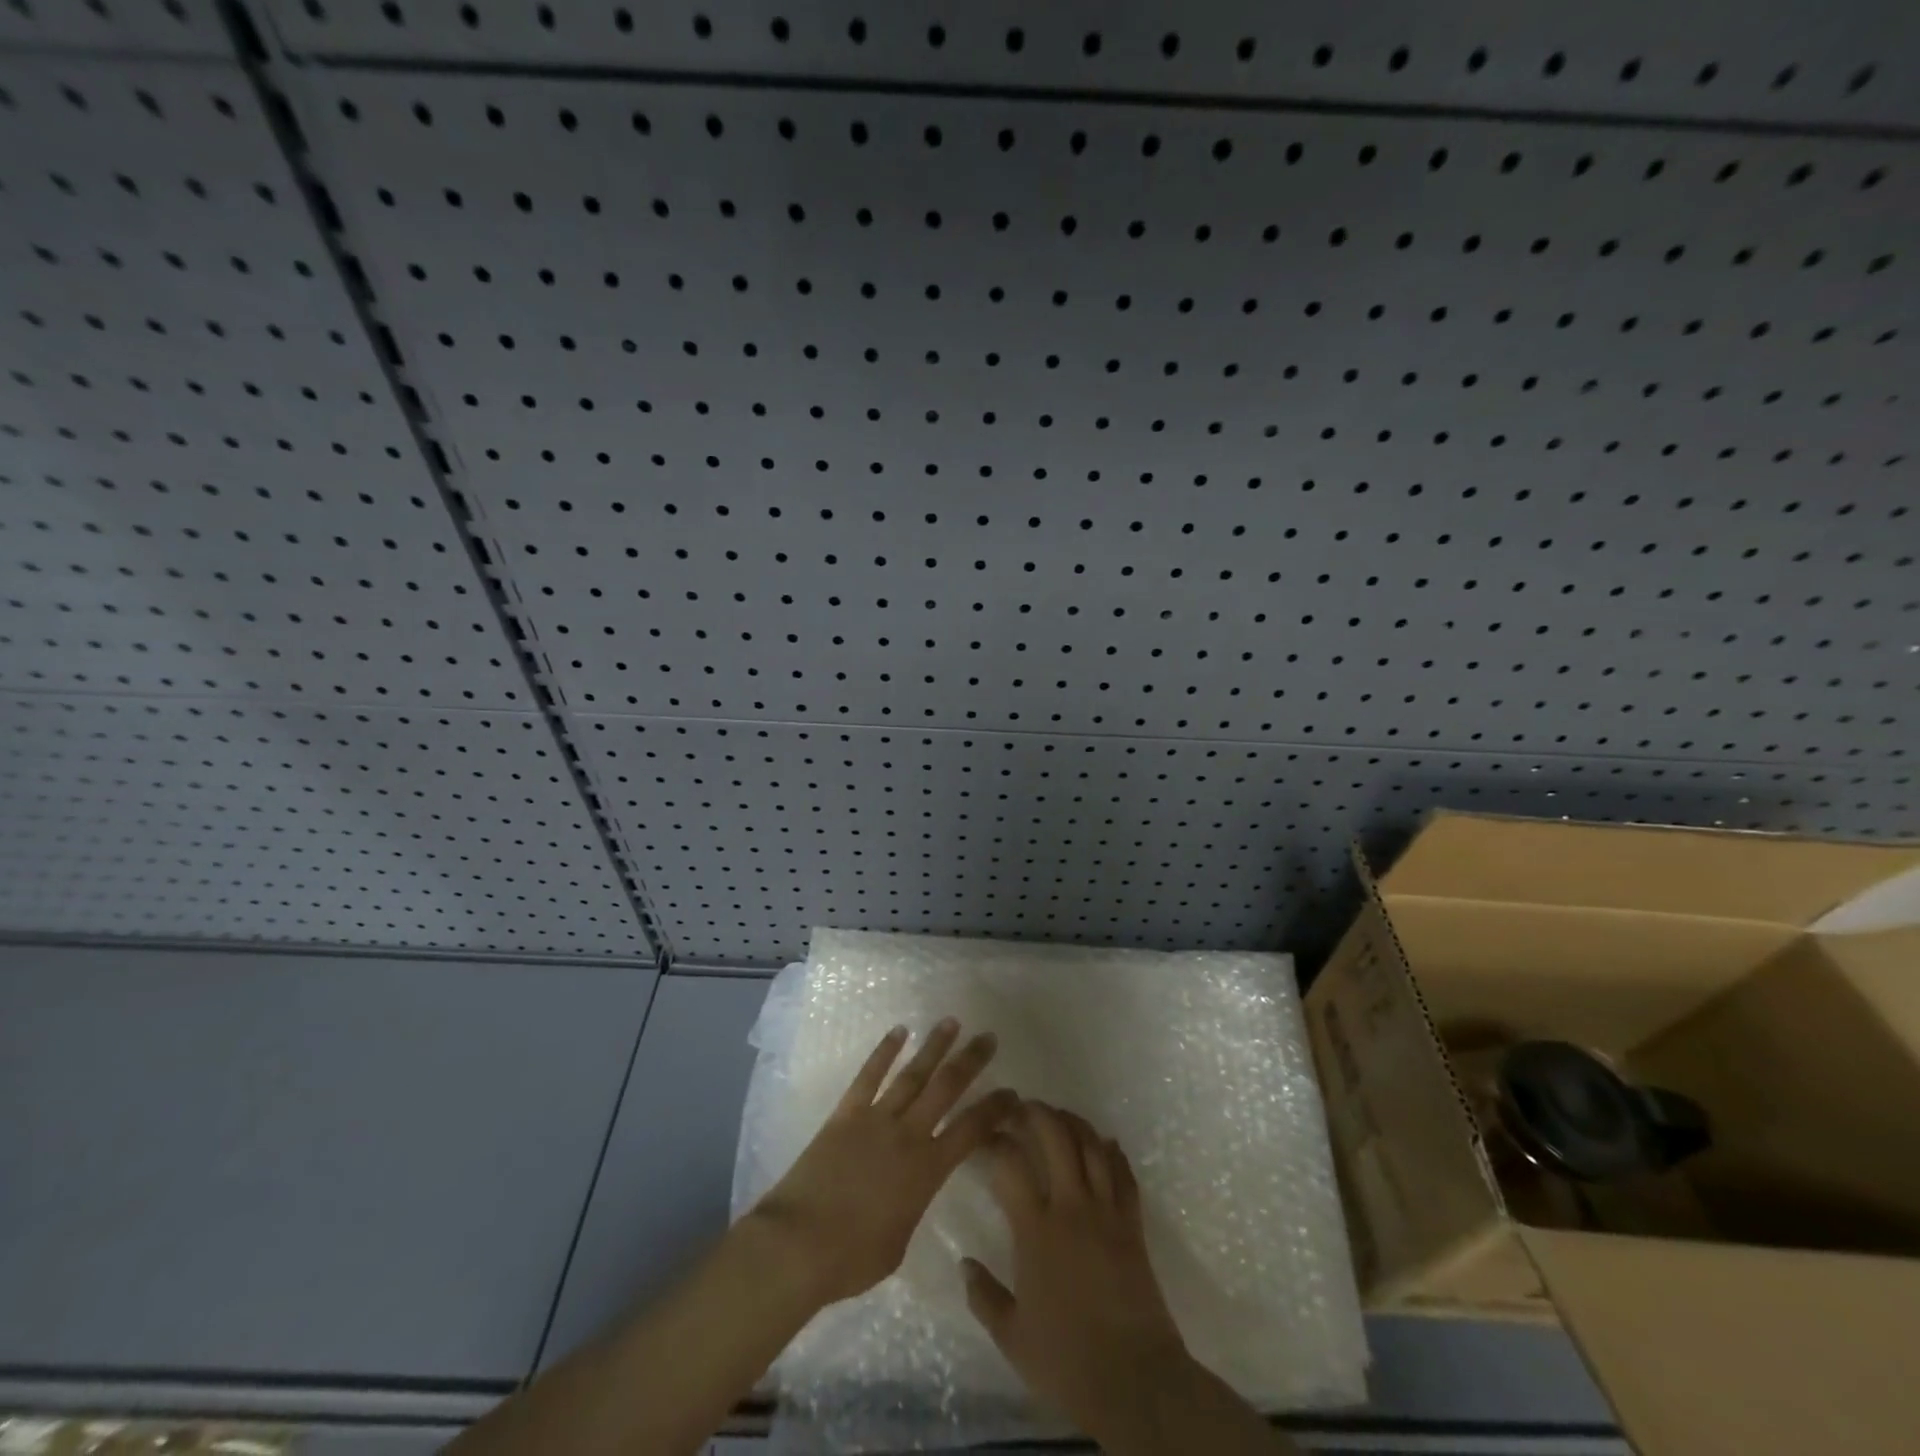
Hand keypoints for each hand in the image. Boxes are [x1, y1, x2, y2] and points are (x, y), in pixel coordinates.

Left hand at [749, 1018, 1018, 1307]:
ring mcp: (875, 1119)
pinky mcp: (845, 1114)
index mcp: (927, 1171)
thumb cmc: (851, 1259)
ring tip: (951, 1022)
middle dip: (971, 1061)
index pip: (971, 1131)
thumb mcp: (899, 1243)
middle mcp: (907, 1135)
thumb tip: (911, 1192)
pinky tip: (898, 1031)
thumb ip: (912, 1207)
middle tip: (989, 1037)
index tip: (1012, 1092)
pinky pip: (868, 1076)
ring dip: (934, 1047)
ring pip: (912, 1074)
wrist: (798, 1244)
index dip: (994, 1109)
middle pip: (946, 1088)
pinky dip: (884, 1052)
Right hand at [962, 1103, 1190, 1443]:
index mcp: (1035, 1230)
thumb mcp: (1012, 1337)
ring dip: (1073, 1122)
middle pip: (1056, 1137)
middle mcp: (1071, 1207)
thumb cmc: (1067, 1361)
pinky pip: (1124, 1174)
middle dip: (1036, 1113)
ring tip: (1058, 1115)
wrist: (1135, 1382)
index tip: (984, 1133)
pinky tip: (1104, 1142)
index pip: (1009, 1164)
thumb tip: (964, 1264)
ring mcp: (1106, 1212)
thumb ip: (984, 1296)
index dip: (994, 1140)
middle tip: (1020, 1107)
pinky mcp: (1133, 1224)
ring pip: (1091, 1146)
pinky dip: (1112, 1152)